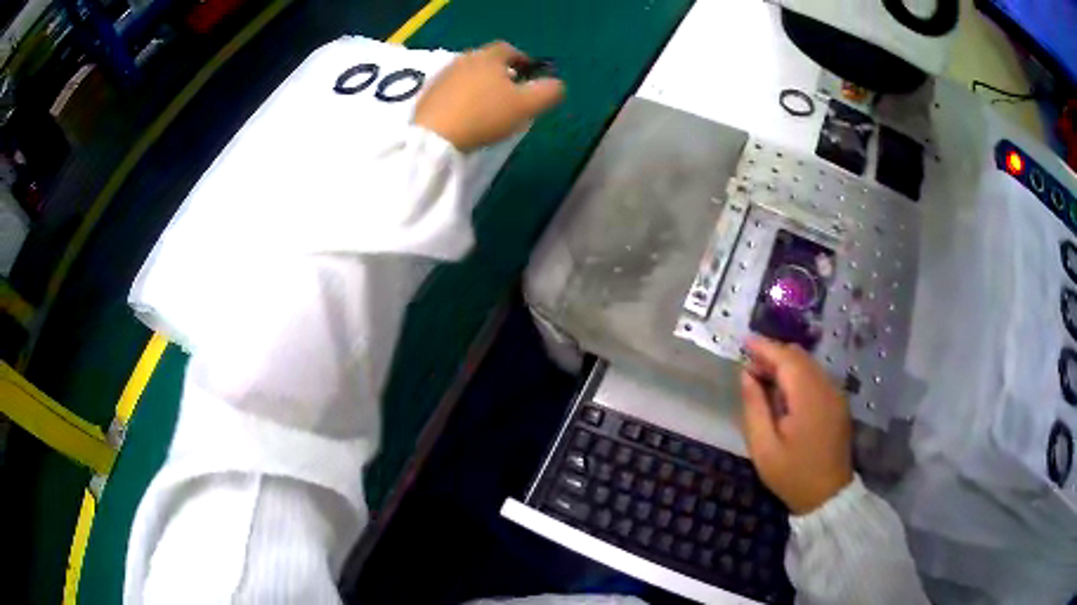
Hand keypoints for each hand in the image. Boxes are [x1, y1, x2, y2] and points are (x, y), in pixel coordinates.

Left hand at [414, 41, 564, 151]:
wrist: (434, 137)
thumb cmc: (485, 115)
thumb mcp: (526, 106)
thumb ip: (548, 92)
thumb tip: (558, 85)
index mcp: (489, 57)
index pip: (509, 50)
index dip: (523, 60)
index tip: (530, 75)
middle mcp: (464, 60)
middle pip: (488, 61)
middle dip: (501, 74)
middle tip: (512, 93)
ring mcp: (443, 77)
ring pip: (469, 76)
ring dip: (481, 86)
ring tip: (489, 106)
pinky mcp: (428, 96)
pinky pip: (452, 91)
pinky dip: (462, 98)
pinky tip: (466, 116)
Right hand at [739, 336, 853, 514]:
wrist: (827, 495)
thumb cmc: (792, 474)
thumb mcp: (763, 447)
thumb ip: (754, 406)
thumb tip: (746, 374)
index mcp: (808, 398)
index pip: (786, 359)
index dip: (764, 347)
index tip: (744, 341)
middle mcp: (826, 388)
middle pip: (799, 356)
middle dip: (774, 355)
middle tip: (750, 369)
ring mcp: (836, 394)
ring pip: (809, 364)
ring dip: (786, 365)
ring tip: (764, 380)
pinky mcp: (838, 402)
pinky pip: (816, 376)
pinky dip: (798, 375)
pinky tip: (784, 393)